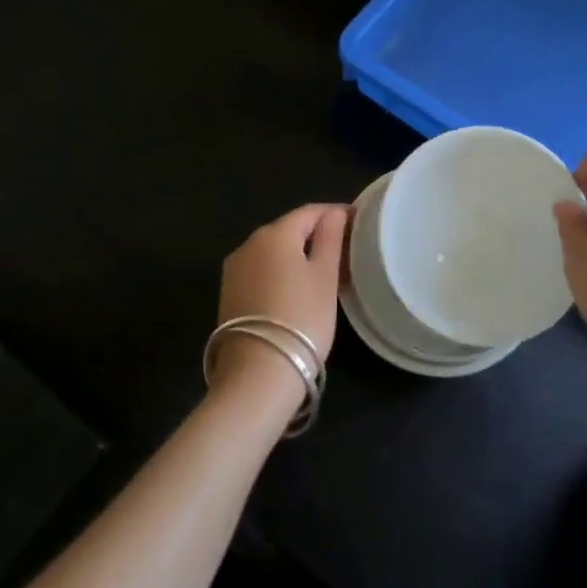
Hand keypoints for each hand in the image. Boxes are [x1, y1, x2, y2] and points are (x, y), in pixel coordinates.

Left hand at [212, 203, 347, 413]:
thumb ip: (330, 238)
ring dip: (297, 255)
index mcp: (274, 233)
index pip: (309, 212)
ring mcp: (234, 270)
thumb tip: (334, 213)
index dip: (335, 213)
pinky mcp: (228, 294)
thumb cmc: (301, 319)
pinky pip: (261, 271)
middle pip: (288, 229)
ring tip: (324, 273)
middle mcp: (249, 244)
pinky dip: (280, 272)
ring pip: (273, 251)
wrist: (257, 375)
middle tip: (344, 251)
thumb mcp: (325, 276)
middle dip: (315, 235)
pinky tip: (296, 290)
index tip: (357, 223)